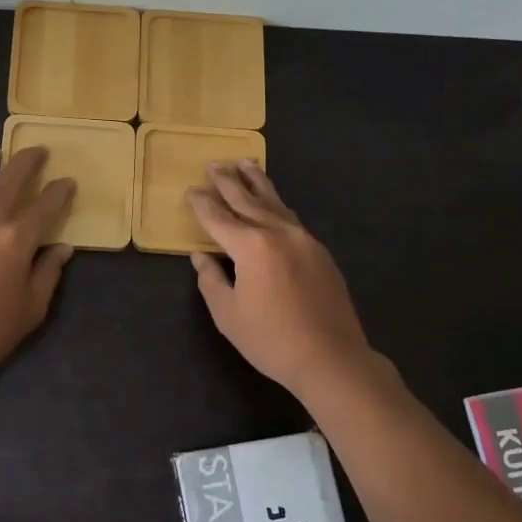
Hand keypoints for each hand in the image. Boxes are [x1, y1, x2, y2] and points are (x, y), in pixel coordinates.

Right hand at [187, 160, 373, 399]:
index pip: (218, 218)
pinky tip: (272, 203)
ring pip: (275, 202)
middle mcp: (278, 233)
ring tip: (245, 164)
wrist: (331, 357)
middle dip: (227, 182)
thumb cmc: (271, 340)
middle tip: (214, 165)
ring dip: (256, 182)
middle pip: (247, 200)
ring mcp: (303, 239)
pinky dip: (276, 204)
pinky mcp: (320, 252)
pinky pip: (291, 218)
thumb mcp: (228, 315)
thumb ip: (211, 280)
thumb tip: (201, 258)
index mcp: (251, 246)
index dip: (202, 204)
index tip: (190, 190)